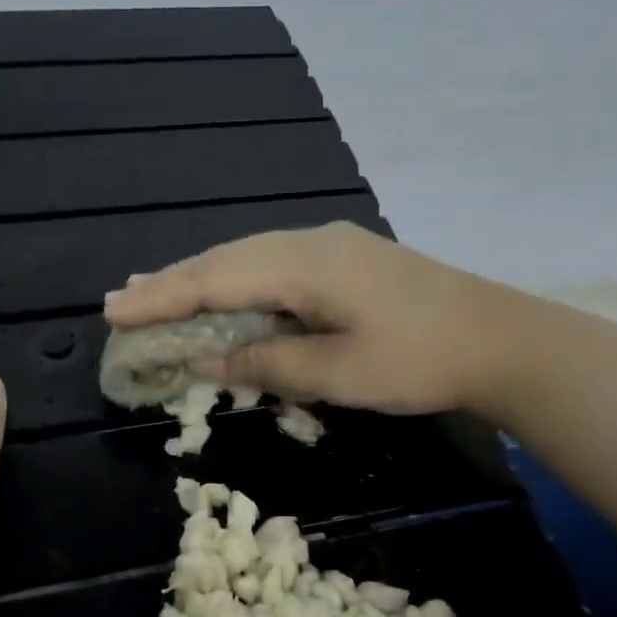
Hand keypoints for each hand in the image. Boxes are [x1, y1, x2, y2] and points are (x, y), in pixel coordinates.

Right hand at [103, 222, 517, 414]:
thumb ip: (268, 363)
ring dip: (201, 279)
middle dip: (171, 284)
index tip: (115, 312)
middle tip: (120, 302)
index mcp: (305, 265)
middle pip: (225, 261)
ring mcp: (331, 246)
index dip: (163, 299)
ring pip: (248, 259)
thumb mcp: (338, 374)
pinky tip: (225, 291)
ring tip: (156, 293)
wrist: (500, 339)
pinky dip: (238, 282)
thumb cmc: (420, 361)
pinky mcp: (346, 260)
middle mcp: (310, 243)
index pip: (216, 280)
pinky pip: (273, 266)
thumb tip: (207, 361)